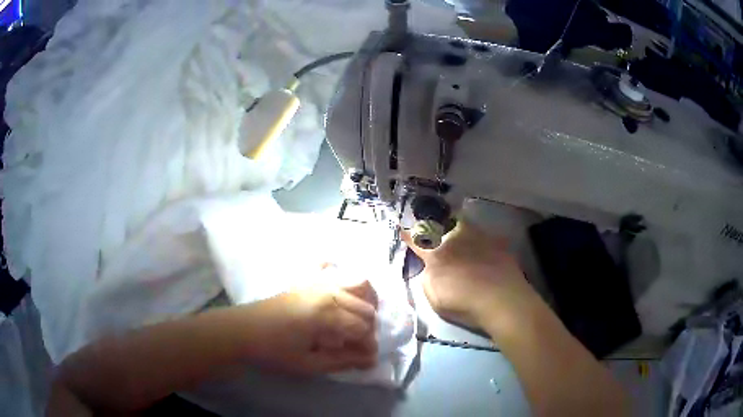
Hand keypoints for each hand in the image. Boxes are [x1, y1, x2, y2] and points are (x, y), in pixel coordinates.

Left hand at [242, 280, 378, 374]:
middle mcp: (328, 292)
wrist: (243, 330)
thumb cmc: (274, 351)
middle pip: (366, 307)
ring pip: (359, 284)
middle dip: (368, 329)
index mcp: (327, 314)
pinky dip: (345, 282)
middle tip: (356, 346)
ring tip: (355, 323)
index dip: (368, 347)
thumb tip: (371, 359)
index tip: (364, 361)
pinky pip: (335, 271)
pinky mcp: (308, 280)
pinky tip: (341, 296)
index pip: (363, 328)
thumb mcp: (308, 364)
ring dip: (365, 304)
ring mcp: (318, 282)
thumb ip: (343, 361)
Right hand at [405, 222, 544, 334]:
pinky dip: (477, 236)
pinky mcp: (496, 241)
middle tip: (426, 219)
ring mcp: (477, 237)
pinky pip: (482, 233)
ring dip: (453, 223)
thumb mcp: (434, 297)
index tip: (403, 230)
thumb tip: (429, 268)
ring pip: (461, 222)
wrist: (502, 300)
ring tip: (452, 223)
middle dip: (430, 220)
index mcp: (436, 254)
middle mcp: (455, 239)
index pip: (417, 240)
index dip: (408, 235)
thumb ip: (427, 279)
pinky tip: (480, 242)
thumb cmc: (464, 303)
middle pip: (439, 223)